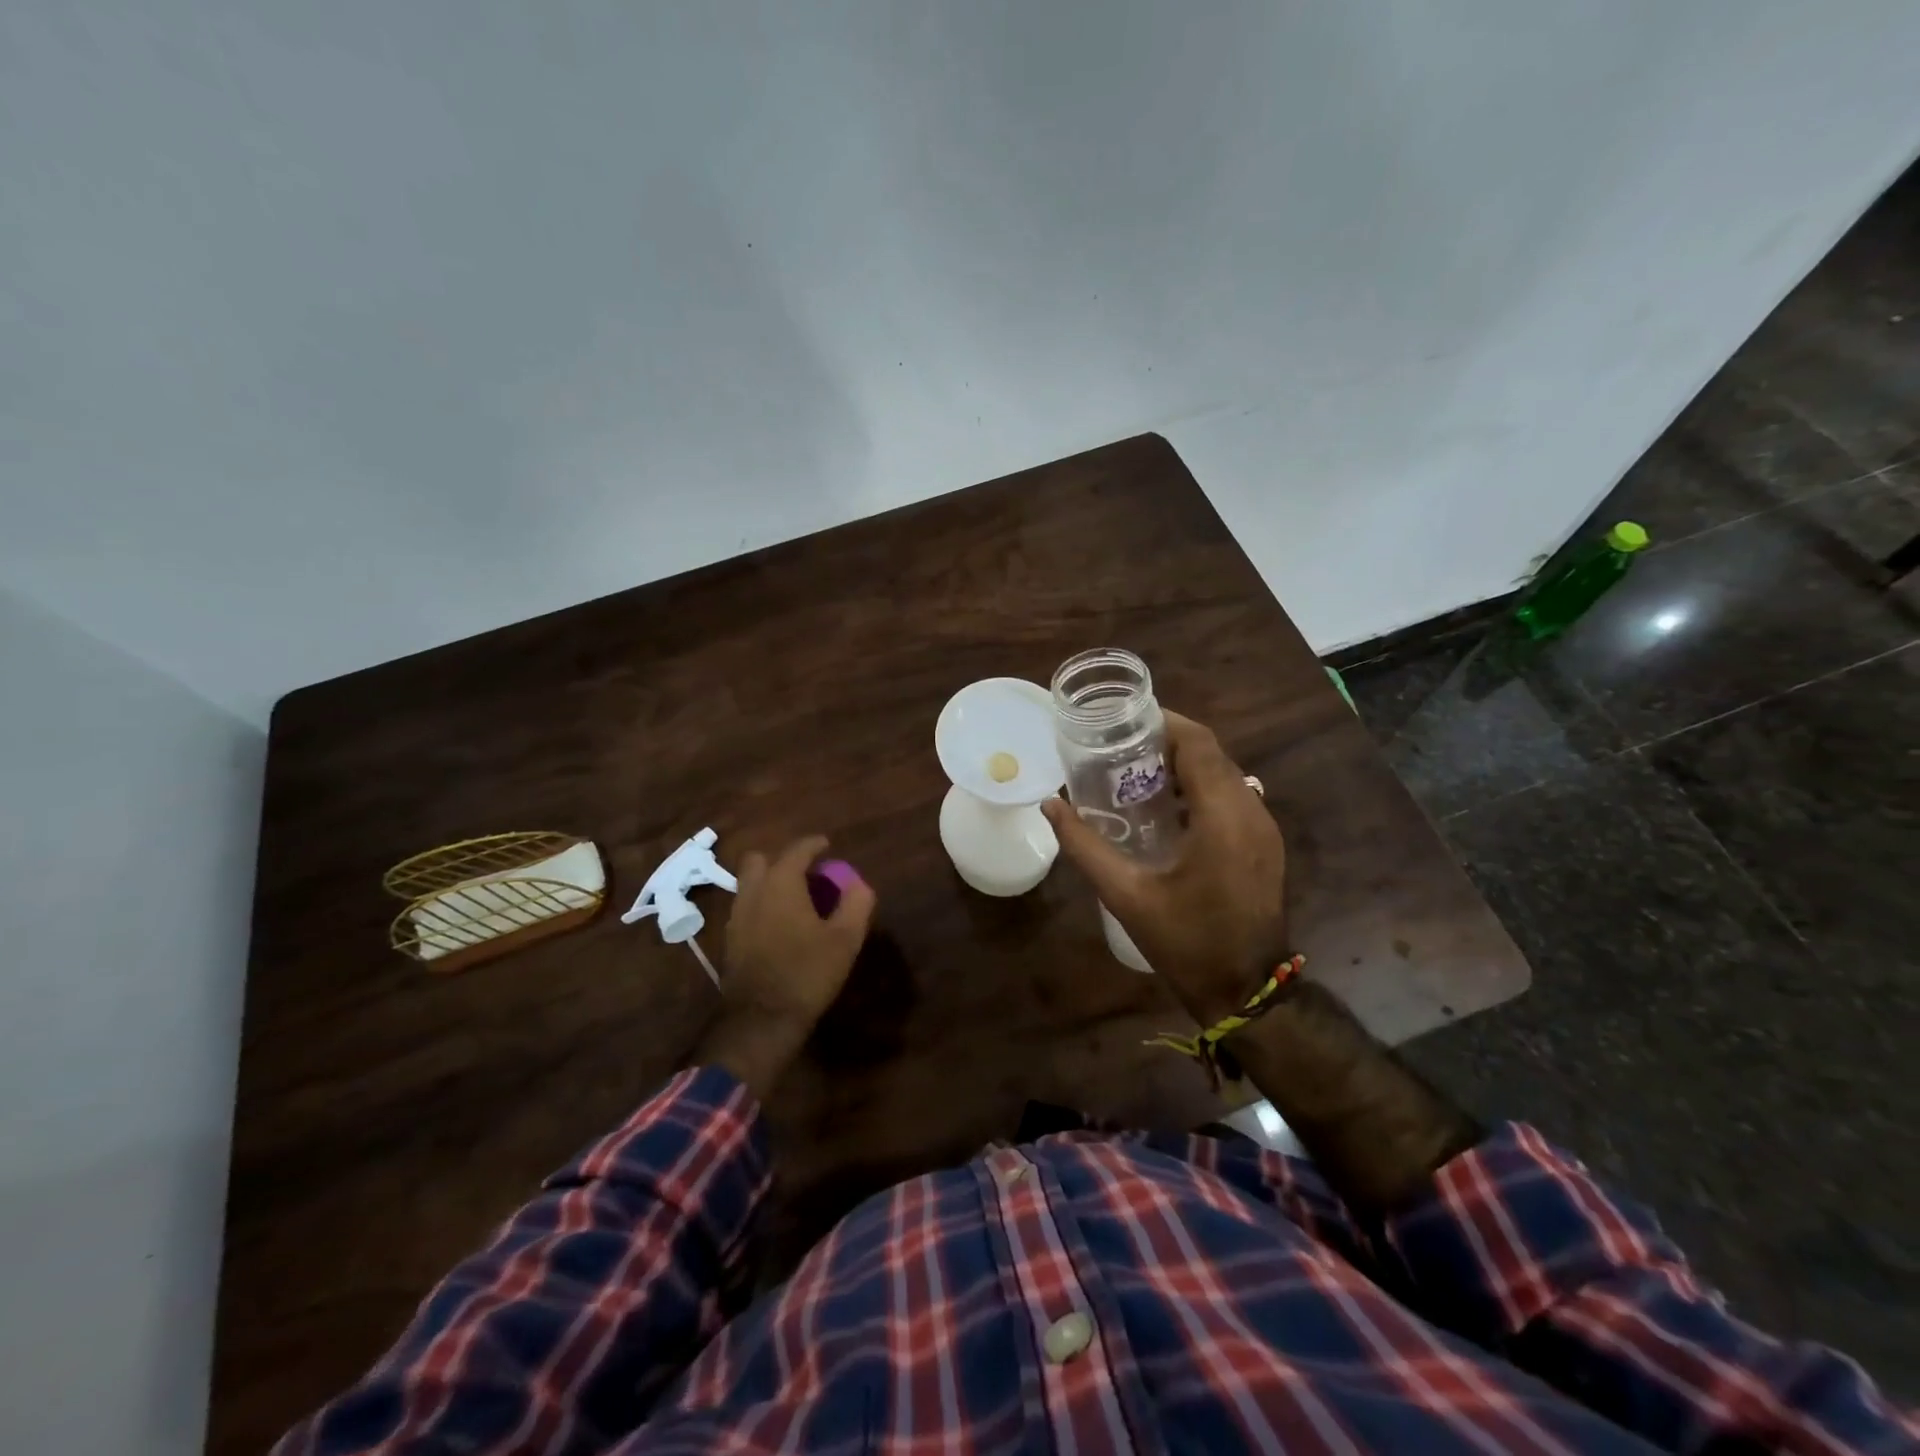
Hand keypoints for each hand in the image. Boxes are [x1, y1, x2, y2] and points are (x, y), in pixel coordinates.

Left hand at [695, 835, 875, 1098]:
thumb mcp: (845, 939)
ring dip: (769, 882)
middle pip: (761, 860)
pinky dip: (761, 904)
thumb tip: (859, 884)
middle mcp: (753, 892)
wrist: (761, 1020)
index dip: (814, 844)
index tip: (827, 845)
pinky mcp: (729, 940)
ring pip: (750, 884)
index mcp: (781, 884)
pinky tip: (779, 924)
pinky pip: (745, 907)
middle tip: (806, 873)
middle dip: (782, 859)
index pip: (796, 850)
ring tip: (795, 899)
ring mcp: (736, 917)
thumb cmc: (807, 972)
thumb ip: (856, 904)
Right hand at [1043, 713, 1288, 1025]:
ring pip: (1225, 773)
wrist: (1245, 990)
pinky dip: (1201, 788)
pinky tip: (1167, 808)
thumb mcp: (1126, 895)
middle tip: (1122, 748)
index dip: (1165, 723)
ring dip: (1185, 765)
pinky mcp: (1265, 844)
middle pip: (1212, 754)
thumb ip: (1085, 846)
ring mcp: (1264, 828)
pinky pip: (1233, 796)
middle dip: (1169, 742)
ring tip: (1137, 773)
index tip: (1126, 720)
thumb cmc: (1185, 942)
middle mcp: (1251, 811)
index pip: (1198, 744)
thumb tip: (1052, 804)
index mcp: (1223, 817)